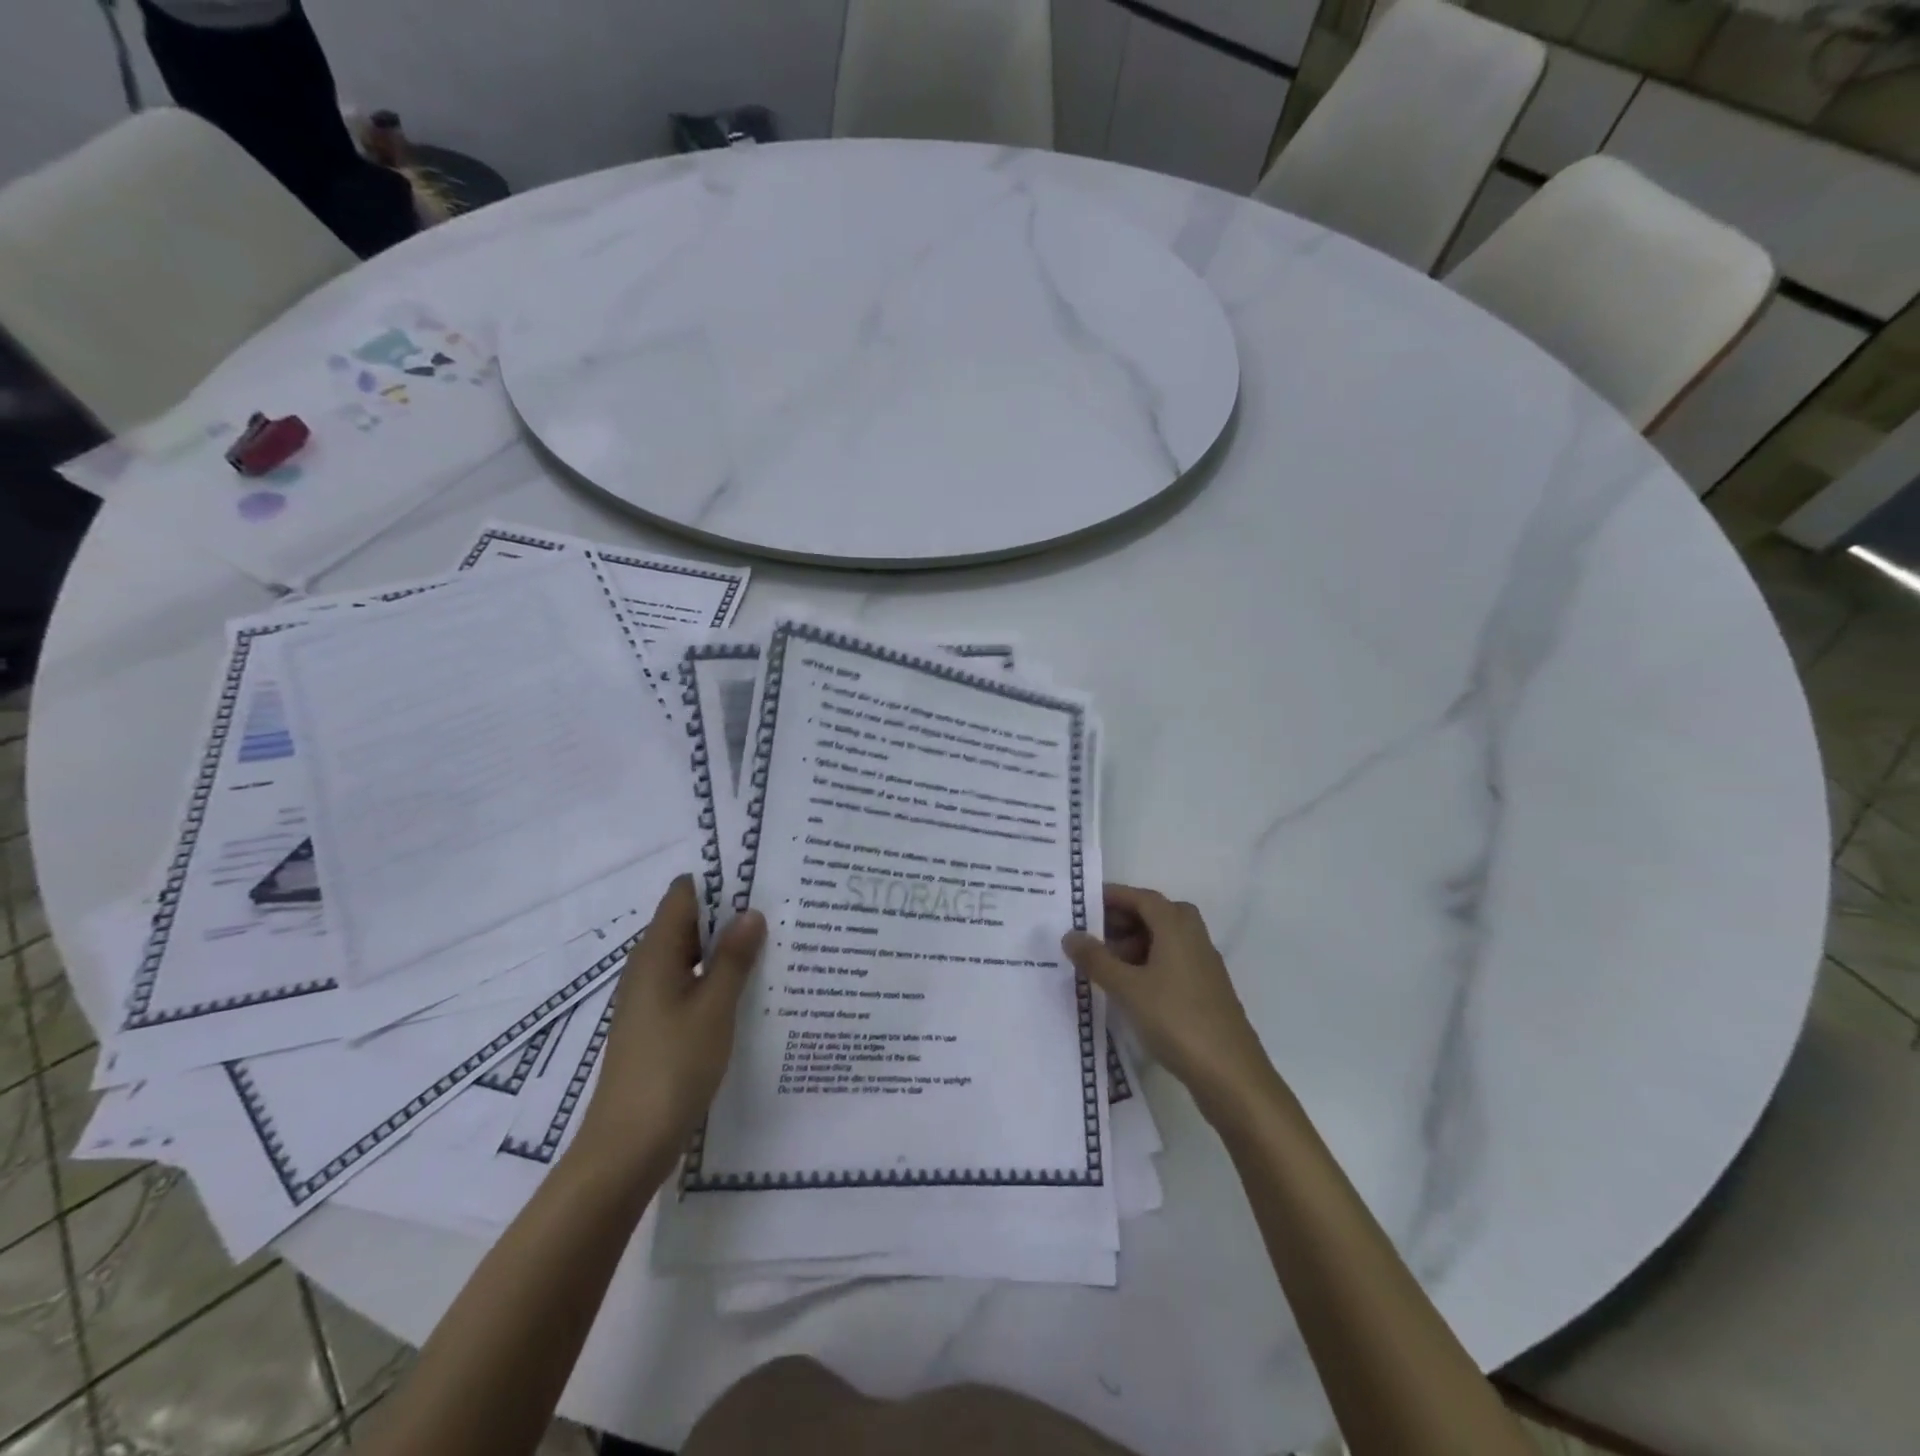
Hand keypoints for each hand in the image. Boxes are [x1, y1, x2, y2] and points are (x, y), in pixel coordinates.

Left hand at [574, 876, 765, 1168]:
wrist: (627, 1147)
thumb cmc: (672, 1067)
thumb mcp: (714, 1008)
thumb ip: (733, 958)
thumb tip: (752, 912)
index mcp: (655, 953)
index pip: (684, 894)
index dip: (720, 882)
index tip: (762, 879)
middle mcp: (648, 968)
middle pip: (689, 923)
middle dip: (731, 915)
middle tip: (781, 911)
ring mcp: (651, 998)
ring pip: (693, 956)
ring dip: (728, 950)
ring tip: (777, 945)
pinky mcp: (658, 1025)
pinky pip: (691, 985)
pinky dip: (718, 979)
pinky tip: (752, 990)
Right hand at [1062, 884, 1281, 1125]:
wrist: (1231, 1075)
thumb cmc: (1177, 1020)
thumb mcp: (1127, 989)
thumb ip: (1096, 960)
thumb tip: (1070, 935)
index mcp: (1177, 927)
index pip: (1142, 898)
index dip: (1113, 896)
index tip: (1083, 904)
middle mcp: (1194, 939)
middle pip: (1156, 915)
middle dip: (1122, 920)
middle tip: (1091, 935)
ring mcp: (1203, 966)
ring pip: (1164, 941)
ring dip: (1134, 944)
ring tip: (1103, 965)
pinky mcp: (1205, 991)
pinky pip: (1172, 963)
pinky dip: (1148, 965)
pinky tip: (1129, 989)